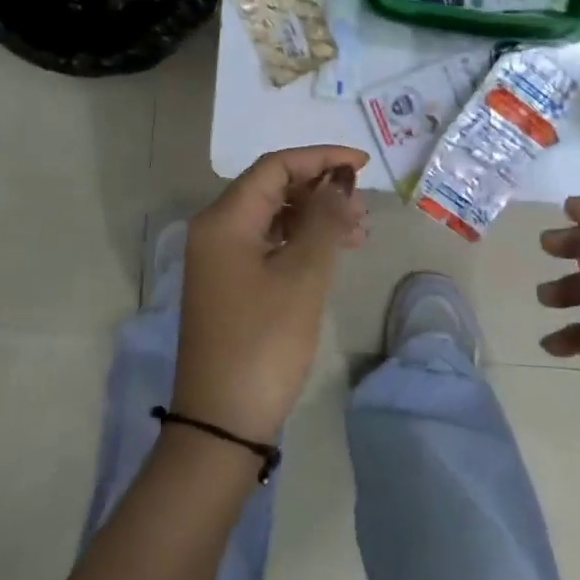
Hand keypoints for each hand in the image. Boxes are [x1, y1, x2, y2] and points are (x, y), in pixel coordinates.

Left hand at [175, 145, 370, 444]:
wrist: (223, 420)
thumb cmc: (264, 341)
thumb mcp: (303, 276)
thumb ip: (324, 220)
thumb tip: (341, 181)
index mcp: (224, 220)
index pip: (275, 167)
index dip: (321, 158)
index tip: (363, 165)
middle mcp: (216, 231)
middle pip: (272, 189)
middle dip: (320, 190)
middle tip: (363, 208)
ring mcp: (220, 260)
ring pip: (273, 218)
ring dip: (315, 217)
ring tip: (358, 233)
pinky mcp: (230, 285)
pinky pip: (269, 245)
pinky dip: (301, 242)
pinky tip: (332, 253)